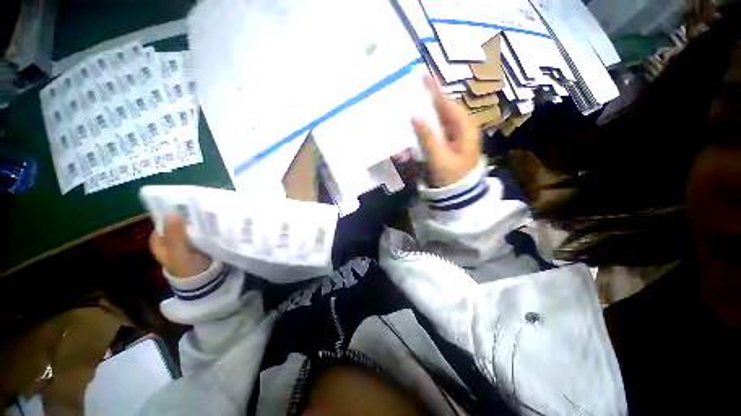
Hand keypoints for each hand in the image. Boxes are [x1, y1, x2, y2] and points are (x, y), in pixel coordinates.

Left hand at [149, 215, 211, 278]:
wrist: (203, 280)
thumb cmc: (186, 267)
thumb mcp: (178, 250)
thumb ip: (175, 233)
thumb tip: (172, 212)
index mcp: (158, 240)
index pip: (164, 220)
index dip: (174, 213)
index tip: (188, 207)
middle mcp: (169, 239)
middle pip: (177, 222)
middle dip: (188, 217)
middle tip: (201, 211)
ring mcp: (183, 241)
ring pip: (189, 226)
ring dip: (197, 222)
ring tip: (209, 215)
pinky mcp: (196, 243)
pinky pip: (198, 231)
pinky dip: (204, 227)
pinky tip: (212, 224)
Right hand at [412, 76, 480, 187]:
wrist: (459, 194)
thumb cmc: (453, 177)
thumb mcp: (440, 158)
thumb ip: (428, 137)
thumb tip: (414, 116)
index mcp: (464, 127)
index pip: (447, 103)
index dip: (434, 89)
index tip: (422, 74)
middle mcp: (459, 127)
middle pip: (440, 110)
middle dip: (424, 105)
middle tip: (410, 94)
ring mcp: (451, 136)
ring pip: (433, 122)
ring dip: (418, 124)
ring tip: (406, 121)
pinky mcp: (444, 144)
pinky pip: (430, 135)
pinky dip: (419, 137)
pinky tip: (408, 145)